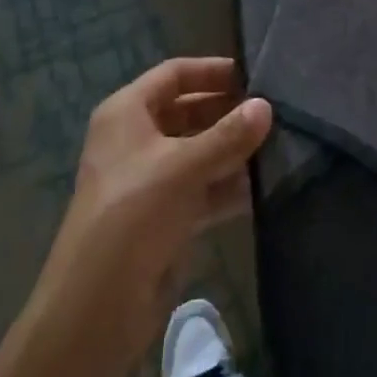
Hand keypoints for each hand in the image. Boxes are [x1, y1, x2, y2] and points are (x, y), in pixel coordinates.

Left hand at [37, 58, 271, 367]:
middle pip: (188, 112)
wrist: (98, 305)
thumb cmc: (135, 213)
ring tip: (279, 146)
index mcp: (127, 113)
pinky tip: (263, 187)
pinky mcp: (164, 216)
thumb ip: (229, 135)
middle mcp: (136, 139)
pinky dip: (227, 186)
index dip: (212, 71)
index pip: (174, 74)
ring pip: (198, 152)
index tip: (254, 75)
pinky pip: (202, 188)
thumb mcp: (184, 166)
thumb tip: (266, 106)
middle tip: (274, 113)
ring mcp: (150, 179)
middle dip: (228, 112)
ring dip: (233, 151)